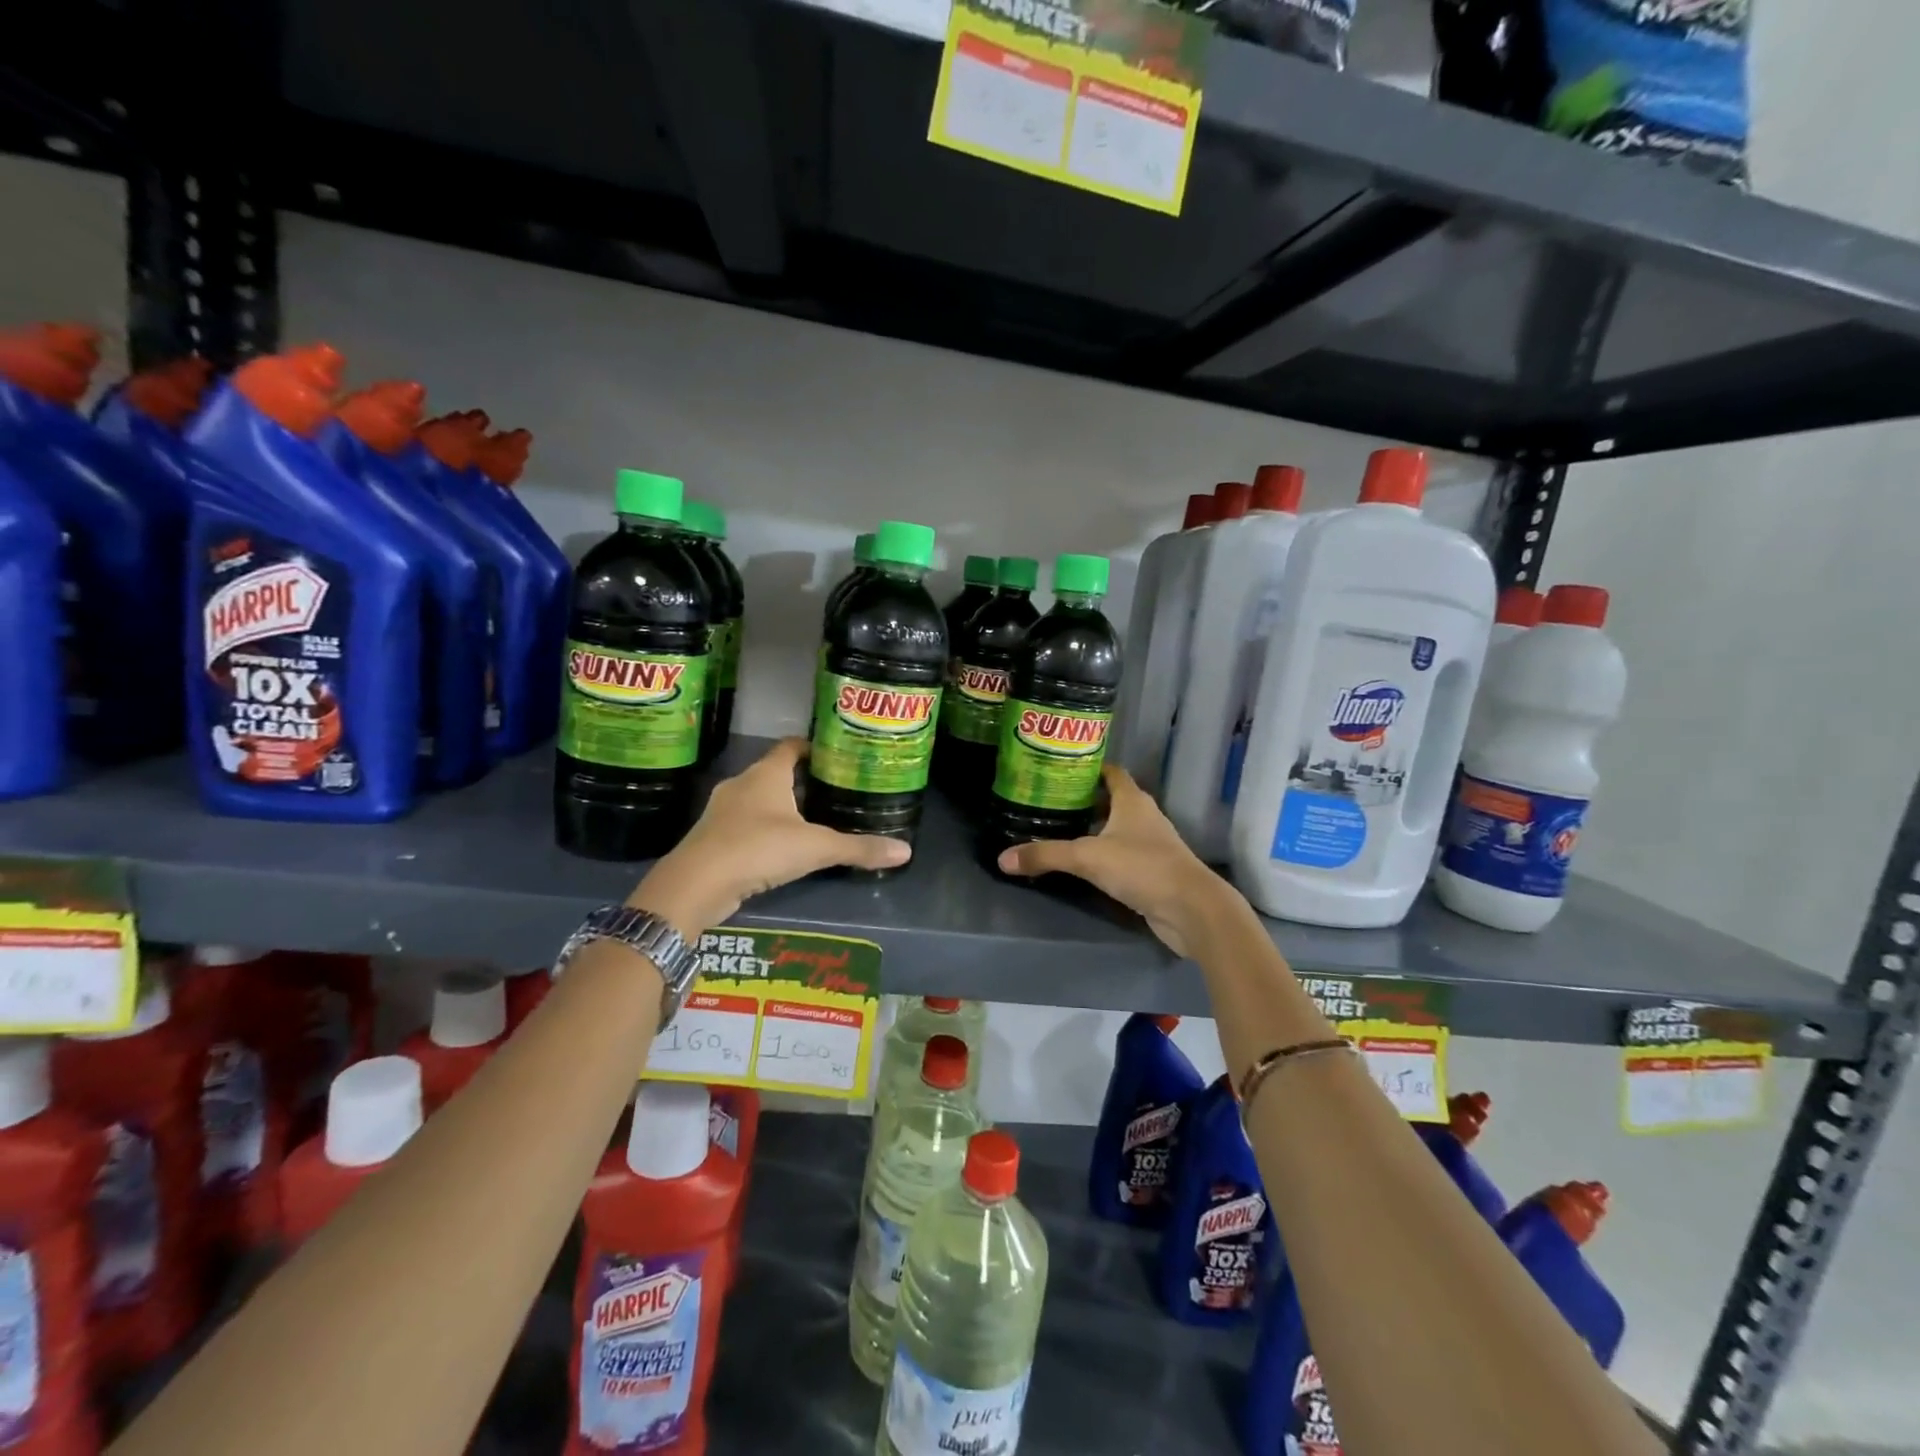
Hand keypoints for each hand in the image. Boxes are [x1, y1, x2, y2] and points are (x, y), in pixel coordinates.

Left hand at [628, 738, 908, 936]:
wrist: (695, 884)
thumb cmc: (758, 849)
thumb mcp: (816, 848)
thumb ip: (858, 848)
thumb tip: (905, 851)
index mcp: (766, 774)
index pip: (790, 746)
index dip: (811, 746)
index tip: (833, 753)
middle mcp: (741, 784)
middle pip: (774, 772)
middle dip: (800, 780)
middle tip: (831, 790)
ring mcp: (722, 811)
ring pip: (757, 800)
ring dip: (780, 807)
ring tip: (810, 820)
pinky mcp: (712, 838)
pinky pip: (743, 825)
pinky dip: (763, 830)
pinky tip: (779, 849)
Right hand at [996, 765, 1233, 956]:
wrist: (1191, 909)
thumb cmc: (1142, 867)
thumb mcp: (1087, 858)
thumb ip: (1046, 855)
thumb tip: (1002, 859)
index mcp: (1132, 800)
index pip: (1111, 772)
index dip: (1089, 767)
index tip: (1061, 768)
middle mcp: (1144, 816)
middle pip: (1112, 800)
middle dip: (1084, 800)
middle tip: (1050, 801)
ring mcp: (1151, 844)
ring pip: (1117, 828)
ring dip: (1094, 828)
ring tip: (1060, 830)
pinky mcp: (1152, 871)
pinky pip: (1122, 854)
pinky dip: (1104, 854)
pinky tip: (1083, 864)